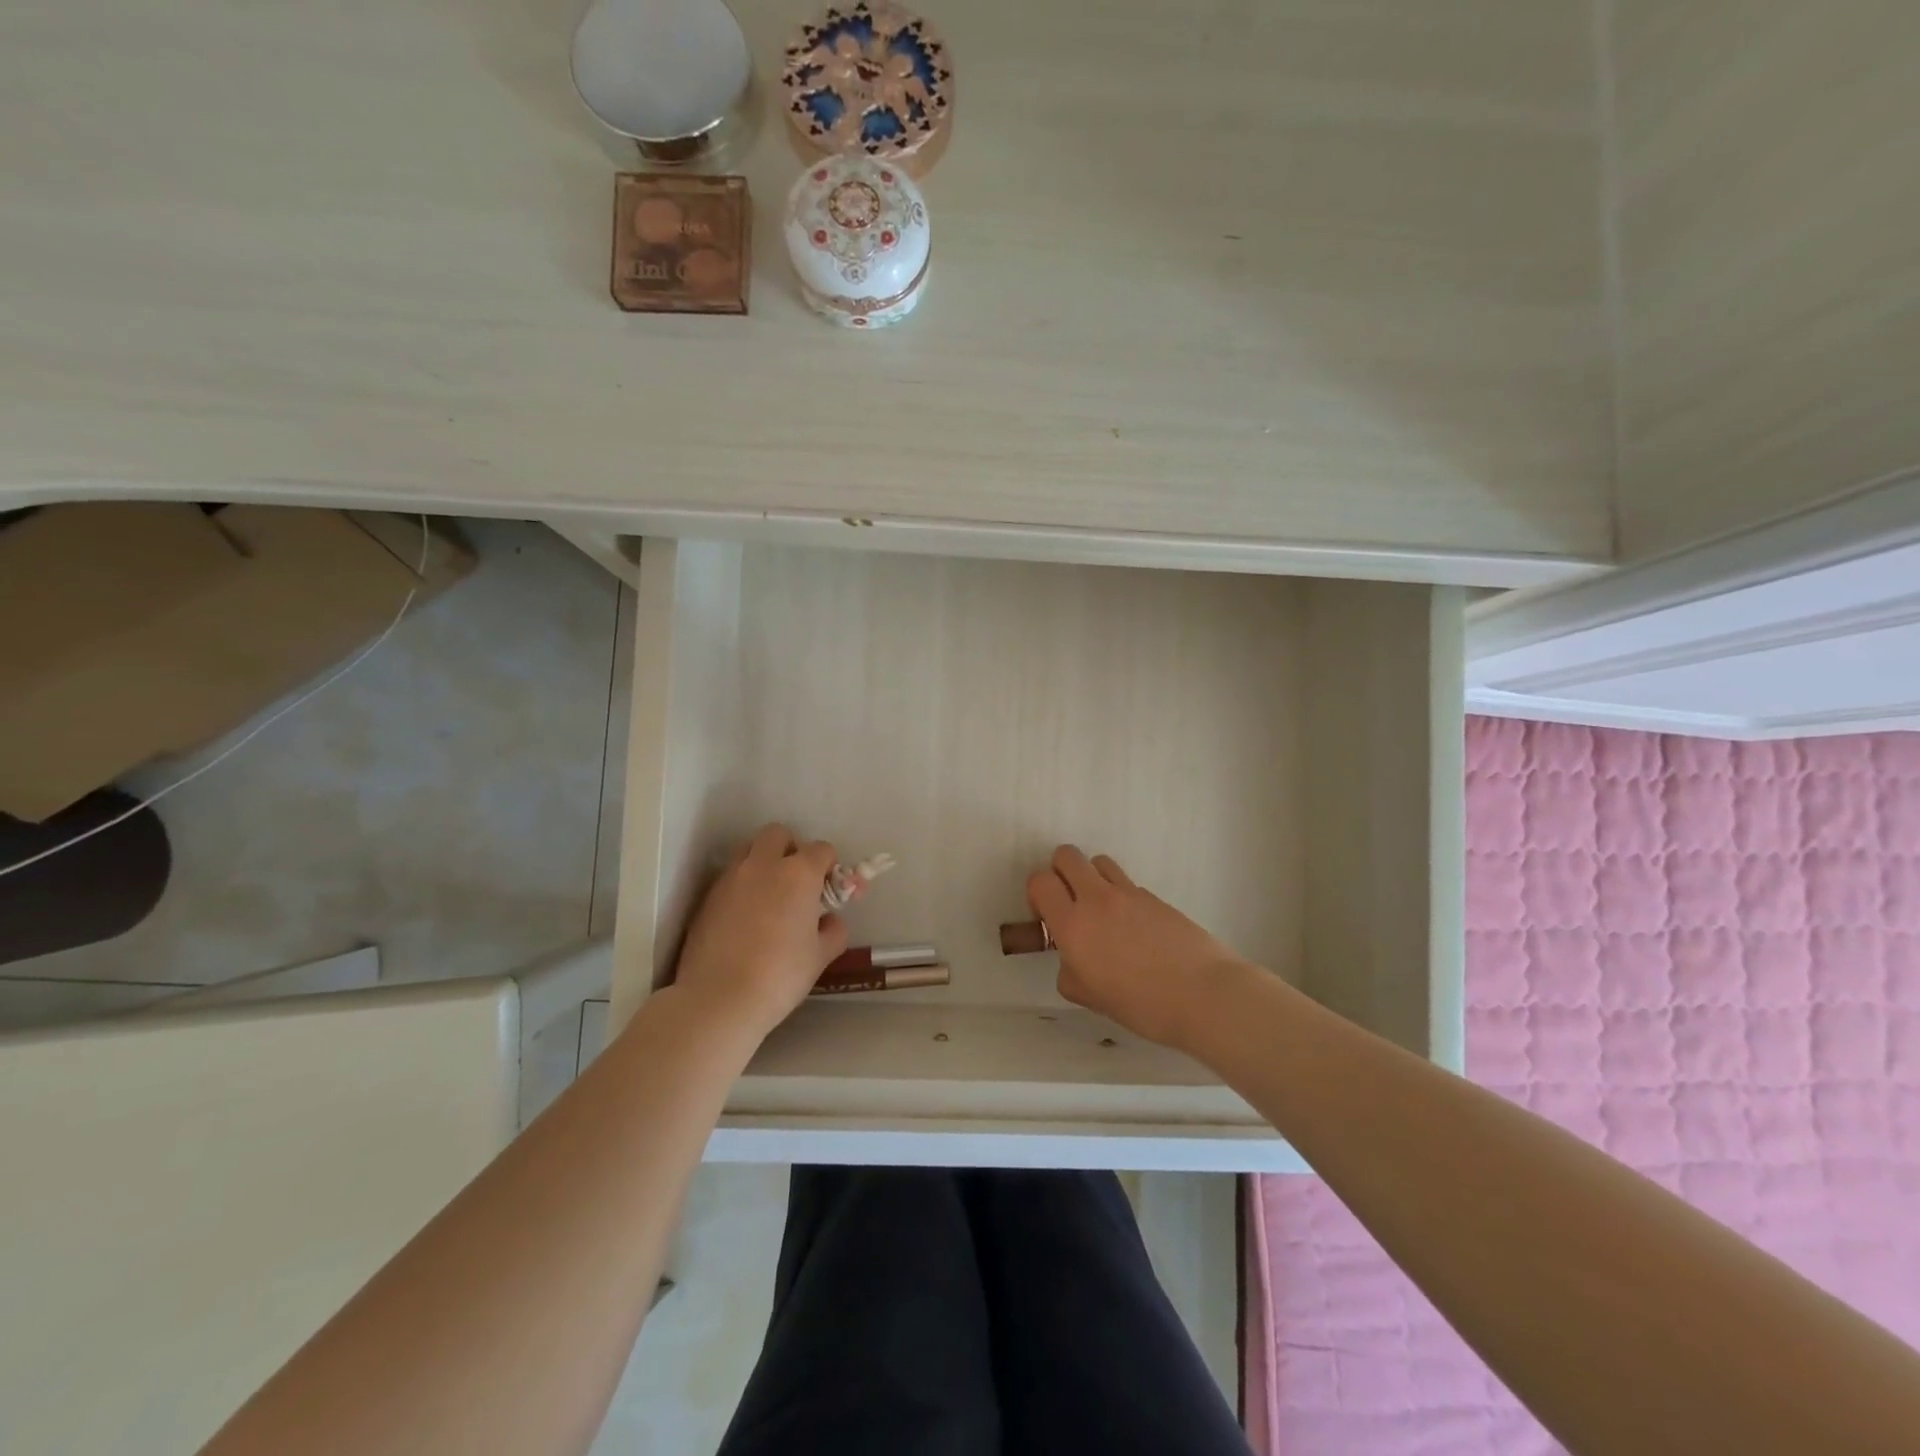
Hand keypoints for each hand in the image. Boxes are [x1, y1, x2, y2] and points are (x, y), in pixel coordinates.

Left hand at [672, 824, 848, 1041]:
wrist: (719, 999)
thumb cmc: (780, 975)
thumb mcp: (820, 956)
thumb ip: (833, 930)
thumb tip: (830, 921)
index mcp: (798, 873)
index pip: (821, 849)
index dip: (830, 866)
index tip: (830, 889)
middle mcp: (763, 865)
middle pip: (778, 834)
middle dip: (790, 849)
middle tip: (796, 882)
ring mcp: (730, 878)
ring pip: (748, 850)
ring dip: (762, 863)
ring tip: (768, 897)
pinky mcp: (706, 897)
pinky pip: (729, 877)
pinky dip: (741, 886)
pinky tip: (744, 919)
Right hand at [1026, 845, 1247, 1050]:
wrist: (1204, 995)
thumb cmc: (1142, 1005)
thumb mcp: (1091, 998)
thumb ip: (1071, 972)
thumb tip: (1073, 959)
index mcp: (1073, 925)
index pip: (1040, 881)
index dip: (1037, 895)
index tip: (1047, 917)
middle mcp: (1097, 899)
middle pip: (1066, 855)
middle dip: (1060, 873)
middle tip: (1070, 904)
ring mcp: (1129, 894)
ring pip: (1099, 861)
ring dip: (1092, 878)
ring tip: (1103, 911)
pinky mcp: (1155, 897)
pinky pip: (1128, 884)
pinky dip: (1122, 897)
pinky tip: (1136, 929)